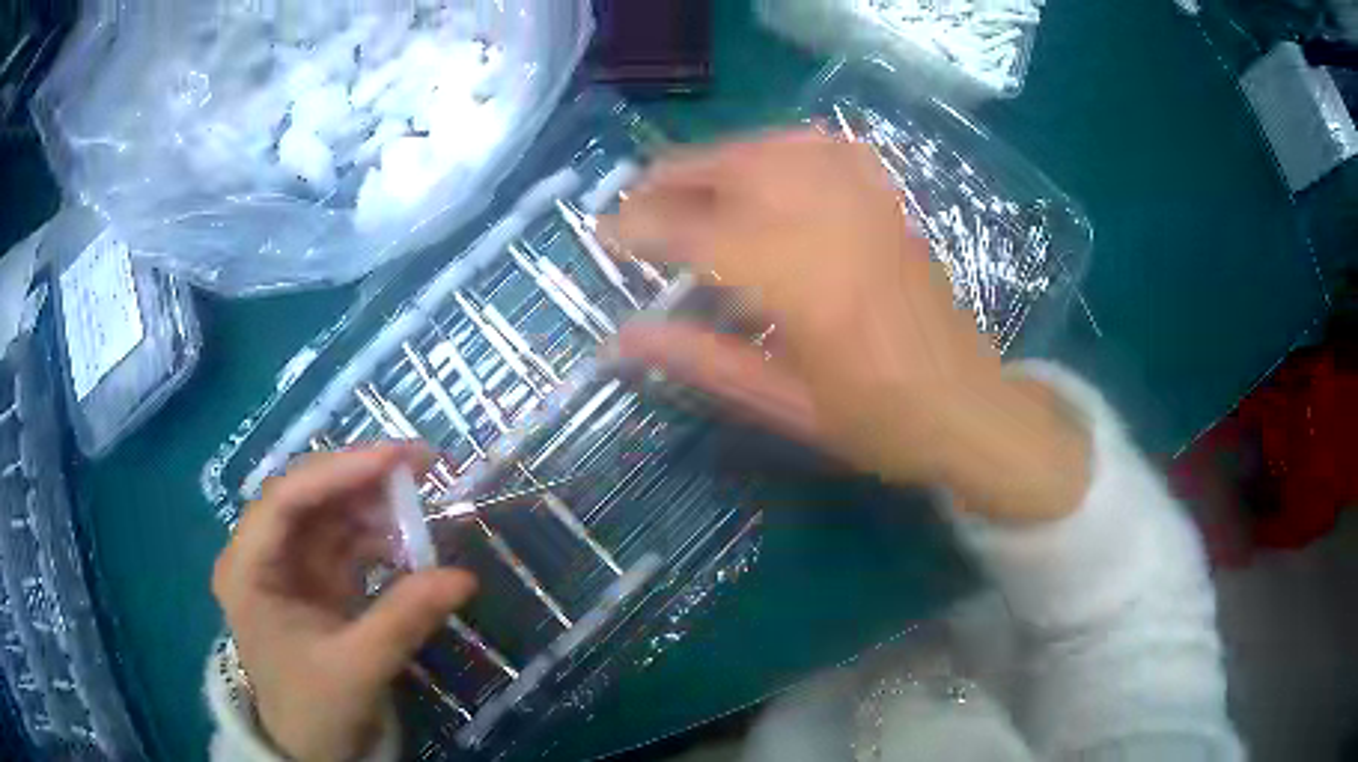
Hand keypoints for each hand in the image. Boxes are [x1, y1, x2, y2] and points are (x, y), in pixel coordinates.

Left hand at [212, 444, 475, 761]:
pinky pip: (345, 542)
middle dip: (361, 479)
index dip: (339, 472)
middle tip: (421, 465)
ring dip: (374, 506)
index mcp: (247, 569)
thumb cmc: (317, 710)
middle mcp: (261, 554)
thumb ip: (405, 619)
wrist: (312, 749)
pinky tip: (409, 545)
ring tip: (422, 505)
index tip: (396, 458)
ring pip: (329, 513)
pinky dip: (378, 537)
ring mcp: (288, 565)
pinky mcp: (313, 579)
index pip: (286, 500)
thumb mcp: (358, 668)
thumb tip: (464, 577)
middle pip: (307, 496)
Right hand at [601, 129, 1089, 522]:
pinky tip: (760, 163)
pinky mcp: (892, 204)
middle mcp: (841, 231)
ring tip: (684, 180)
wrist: (970, 409)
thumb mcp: (786, 407)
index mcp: (811, 291)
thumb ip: (703, 362)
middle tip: (636, 200)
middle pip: (742, 171)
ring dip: (721, 155)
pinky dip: (780, 145)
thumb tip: (623, 337)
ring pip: (782, 148)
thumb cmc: (882, 425)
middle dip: (676, 176)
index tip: (605, 233)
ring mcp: (872, 209)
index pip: (706, 236)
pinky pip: (830, 149)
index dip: (646, 229)